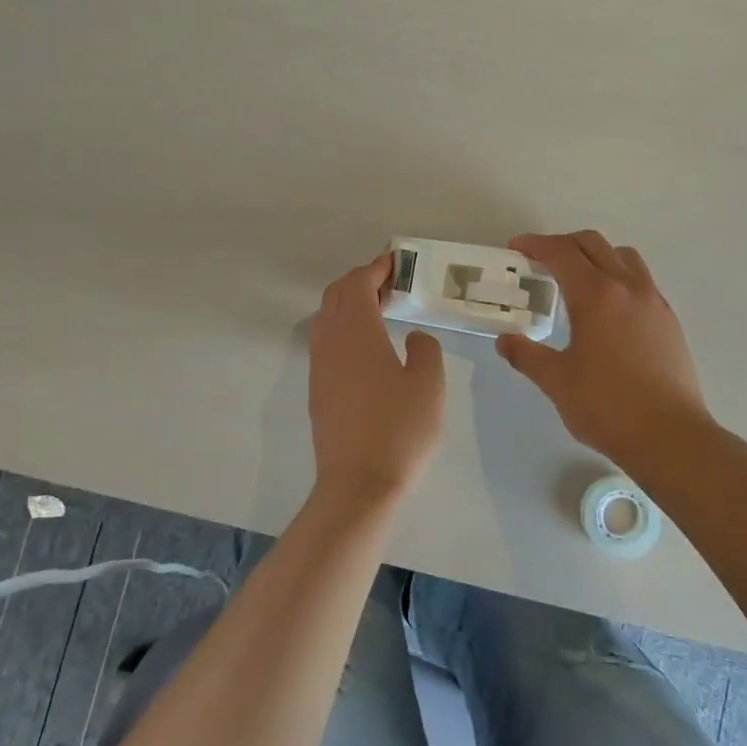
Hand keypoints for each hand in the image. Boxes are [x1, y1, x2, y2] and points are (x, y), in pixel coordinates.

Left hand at [308, 252, 446, 499]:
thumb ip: (425, 349)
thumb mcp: (429, 384)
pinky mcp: (317, 389)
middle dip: (361, 280)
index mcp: (357, 332)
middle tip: (390, 283)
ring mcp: (319, 366)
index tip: (395, 261)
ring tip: (380, 309)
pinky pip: (326, 340)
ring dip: (350, 303)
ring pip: (327, 317)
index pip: (359, 284)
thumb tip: (413, 337)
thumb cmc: (399, 430)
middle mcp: (330, 341)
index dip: (376, 268)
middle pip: (337, 295)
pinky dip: (344, 326)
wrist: (358, 484)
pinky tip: (366, 345)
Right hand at [497, 232, 717, 471]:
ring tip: (577, 279)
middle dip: (563, 244)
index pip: (561, 253)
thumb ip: (527, 355)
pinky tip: (607, 309)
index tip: (516, 248)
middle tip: (540, 261)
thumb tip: (505, 342)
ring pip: (623, 257)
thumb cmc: (607, 406)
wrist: (670, 437)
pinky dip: (618, 277)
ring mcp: (654, 302)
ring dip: (596, 255)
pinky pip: (641, 280)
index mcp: (596, 295)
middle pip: (593, 244)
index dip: (535, 244)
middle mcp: (627, 287)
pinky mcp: (669, 321)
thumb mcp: (556, 381)